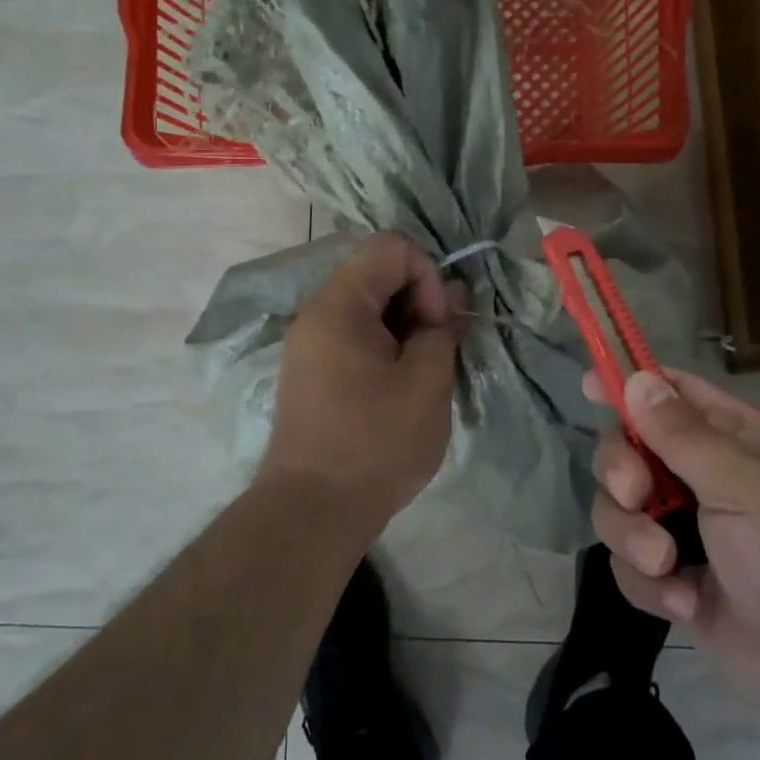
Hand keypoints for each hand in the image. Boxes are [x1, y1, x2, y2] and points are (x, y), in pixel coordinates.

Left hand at [260, 233, 465, 529]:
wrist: (312, 512)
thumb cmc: (375, 444)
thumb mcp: (427, 382)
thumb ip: (443, 328)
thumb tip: (450, 295)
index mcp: (339, 304)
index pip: (392, 248)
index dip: (427, 276)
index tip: (436, 326)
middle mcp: (316, 312)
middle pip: (377, 272)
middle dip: (418, 300)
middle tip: (438, 348)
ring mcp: (309, 341)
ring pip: (368, 305)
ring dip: (404, 325)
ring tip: (423, 370)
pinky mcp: (311, 369)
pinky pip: (353, 333)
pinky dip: (384, 344)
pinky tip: (399, 384)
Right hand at [587, 368, 759, 742]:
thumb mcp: (746, 486)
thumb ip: (683, 435)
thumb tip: (635, 379)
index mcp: (732, 438)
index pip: (670, 393)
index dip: (628, 385)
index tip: (586, 387)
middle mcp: (705, 477)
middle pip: (628, 450)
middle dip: (620, 472)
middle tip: (637, 496)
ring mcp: (689, 532)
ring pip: (620, 510)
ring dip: (632, 536)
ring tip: (667, 565)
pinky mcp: (677, 583)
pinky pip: (629, 566)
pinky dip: (649, 584)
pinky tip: (685, 604)